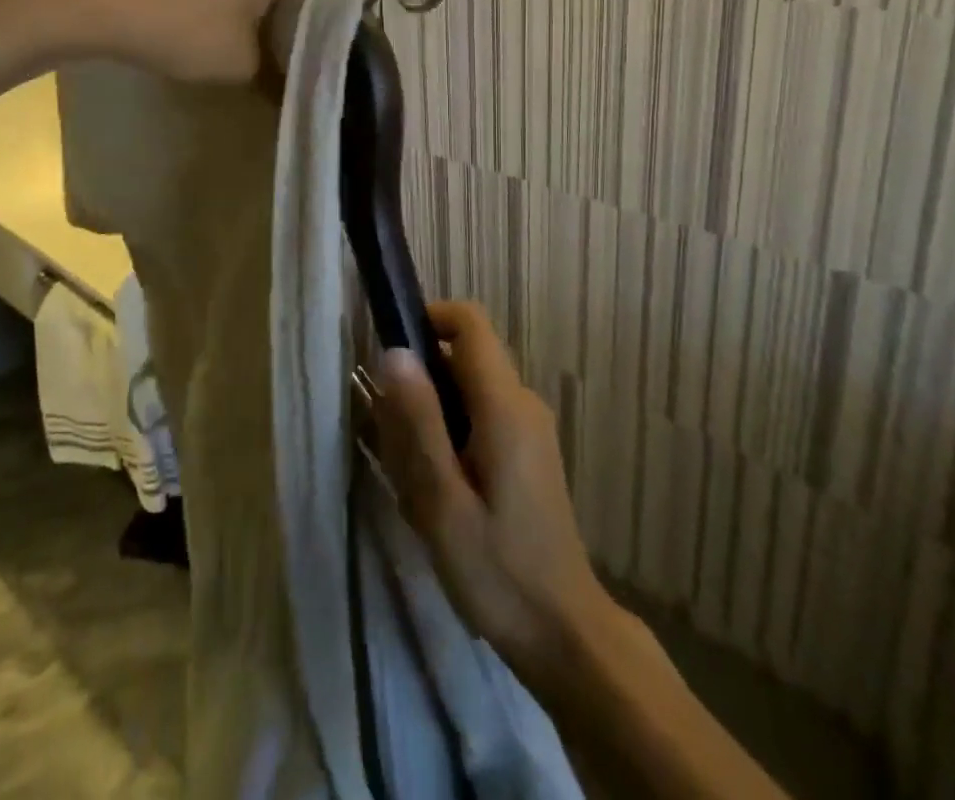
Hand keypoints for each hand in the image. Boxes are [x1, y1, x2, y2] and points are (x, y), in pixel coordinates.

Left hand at [72, 0, 326, 82]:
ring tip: (261, 40)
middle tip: (297, 52)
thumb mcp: (241, 63)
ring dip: (268, 1)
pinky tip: (226, 19)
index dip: (336, 20)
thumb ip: (279, 69)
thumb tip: (292, 77)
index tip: (330, 53)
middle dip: (300, 11)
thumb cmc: (181, 26)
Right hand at [373, 301, 611, 682]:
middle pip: (461, 357)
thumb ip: (418, 422)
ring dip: (431, 418)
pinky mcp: (527, 451)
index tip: (390, 356)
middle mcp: (522, 402)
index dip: (427, 318)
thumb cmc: (498, 570)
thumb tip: (394, 350)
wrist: (565, 635)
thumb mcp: (442, 500)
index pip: (469, 322)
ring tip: (415, 482)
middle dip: (419, 385)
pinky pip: (479, 418)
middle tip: (393, 443)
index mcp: (505, 405)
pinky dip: (449, 438)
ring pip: (466, 391)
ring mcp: (529, 427)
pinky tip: (439, 495)